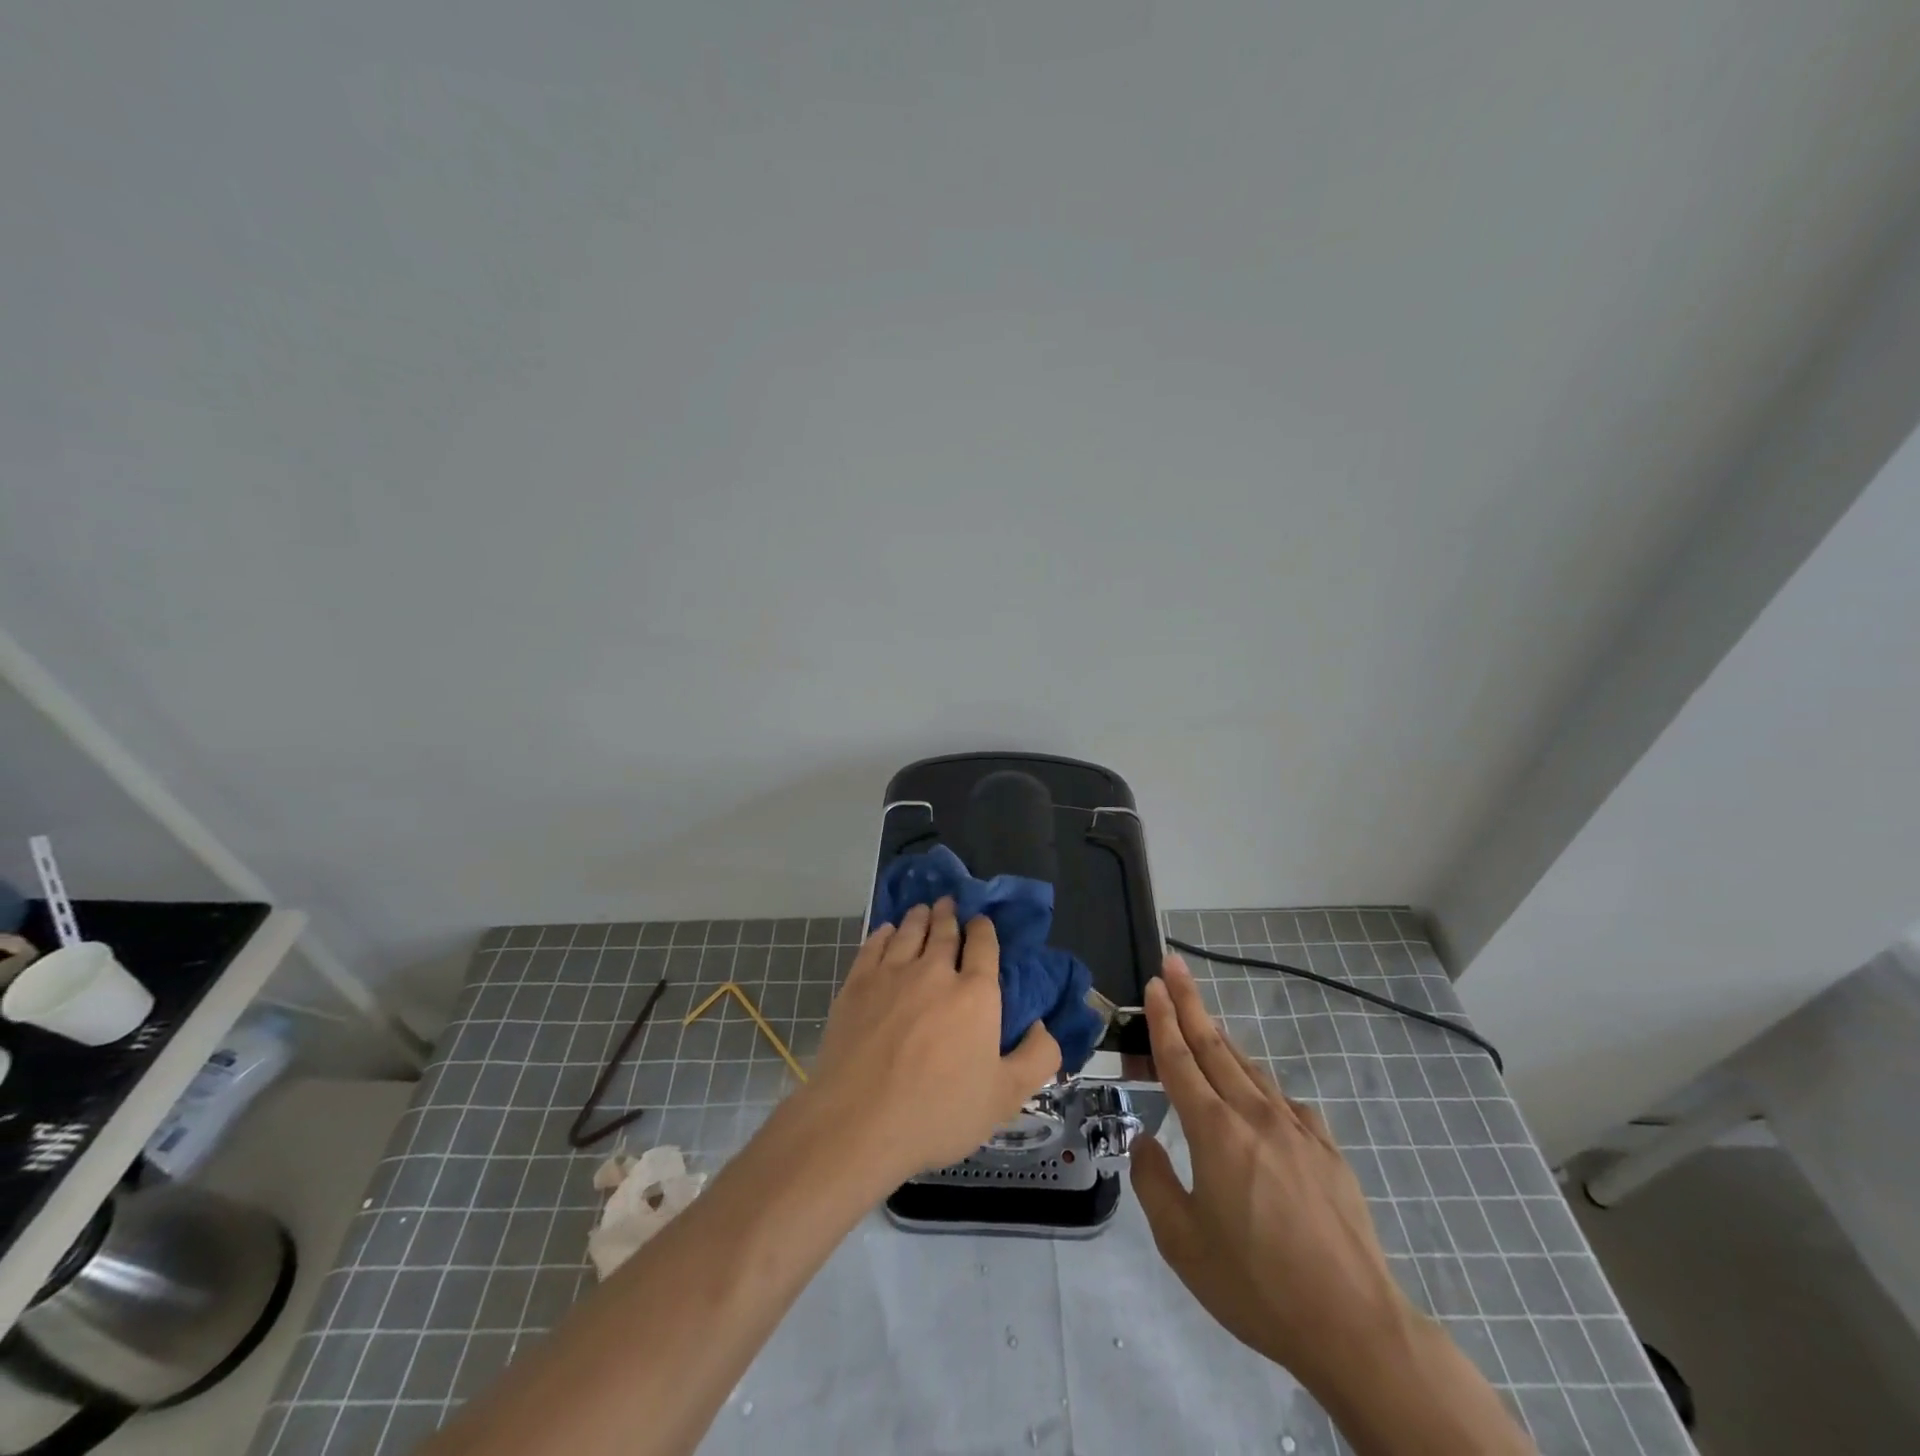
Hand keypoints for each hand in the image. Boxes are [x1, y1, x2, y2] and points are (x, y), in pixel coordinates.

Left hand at [808, 899, 1061, 1185]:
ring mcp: (892, 974)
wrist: (859, 1121)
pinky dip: (884, 933)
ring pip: (908, 932)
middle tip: (949, 903)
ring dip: (919, 917)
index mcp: (976, 994)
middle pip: (944, 932)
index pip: (984, 946)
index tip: (981, 921)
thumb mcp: (1005, 1097)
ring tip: (923, 909)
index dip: (983, 929)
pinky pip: (873, 945)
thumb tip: (1043, 1025)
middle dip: (949, 914)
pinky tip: (886, 931)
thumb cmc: (938, 1112)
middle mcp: (935, 972)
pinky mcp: (857, 984)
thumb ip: (1037, 1058)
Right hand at [1130, 955, 1413, 1391]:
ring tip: (1204, 1023)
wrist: (1355, 1326)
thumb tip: (1145, 1143)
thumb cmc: (1257, 1286)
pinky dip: (1260, 1087)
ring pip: (1250, 1069)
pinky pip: (1285, 1102)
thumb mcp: (1182, 1244)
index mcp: (1215, 1132)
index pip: (1180, 1060)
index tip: (1154, 983)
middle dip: (1190, 1002)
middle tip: (1174, 965)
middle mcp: (1255, 1115)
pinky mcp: (1327, 1151)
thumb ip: (1153, 1183)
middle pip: (1215, 1047)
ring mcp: (1297, 1130)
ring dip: (1222, 1040)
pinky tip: (1259, 1099)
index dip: (1163, 1019)